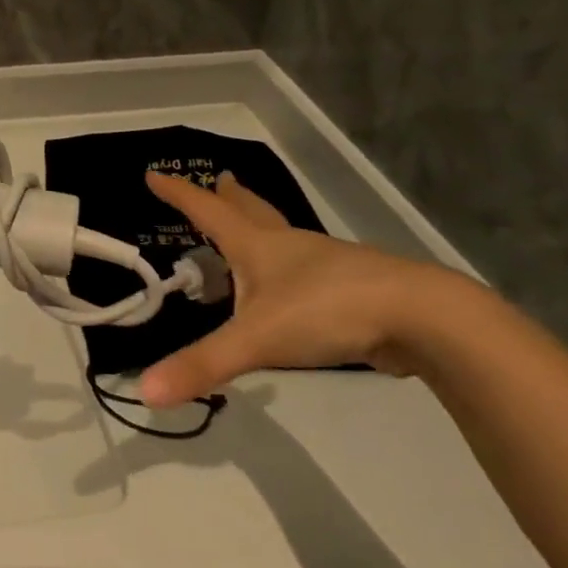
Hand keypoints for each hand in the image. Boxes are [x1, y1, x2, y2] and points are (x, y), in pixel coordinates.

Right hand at [138, 171, 469, 406]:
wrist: (422, 317)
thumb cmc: (327, 311)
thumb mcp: (257, 339)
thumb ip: (203, 365)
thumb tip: (145, 393)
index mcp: (257, 247)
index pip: (207, 212)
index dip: (178, 194)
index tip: (154, 174)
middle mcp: (288, 246)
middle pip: (252, 211)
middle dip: (230, 197)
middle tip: (220, 179)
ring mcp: (324, 265)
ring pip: (283, 237)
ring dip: (262, 227)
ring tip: (251, 231)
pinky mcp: (352, 289)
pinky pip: (309, 270)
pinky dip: (290, 266)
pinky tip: (294, 285)